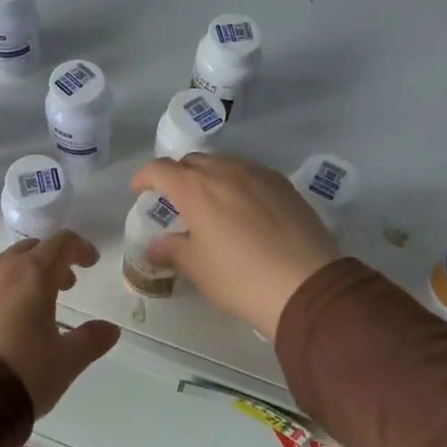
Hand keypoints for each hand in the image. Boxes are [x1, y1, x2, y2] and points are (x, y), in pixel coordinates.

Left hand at [0, 231, 120, 414]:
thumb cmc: (21, 374)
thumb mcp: (65, 362)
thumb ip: (91, 340)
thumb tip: (110, 329)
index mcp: (34, 274)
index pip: (62, 243)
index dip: (80, 248)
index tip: (90, 263)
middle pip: (30, 250)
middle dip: (50, 262)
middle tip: (64, 286)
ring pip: (0, 266)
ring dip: (20, 276)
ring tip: (28, 306)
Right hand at [130, 155, 340, 337]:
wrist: (307, 285)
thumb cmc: (240, 277)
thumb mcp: (198, 268)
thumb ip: (172, 250)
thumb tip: (155, 245)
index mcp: (195, 188)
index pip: (160, 169)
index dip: (145, 177)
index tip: (139, 190)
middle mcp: (225, 170)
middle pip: (193, 161)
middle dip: (178, 175)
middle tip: (174, 199)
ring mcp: (258, 174)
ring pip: (224, 163)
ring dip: (209, 176)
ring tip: (209, 202)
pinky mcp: (284, 185)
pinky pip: (250, 173)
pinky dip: (237, 182)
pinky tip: (243, 207)